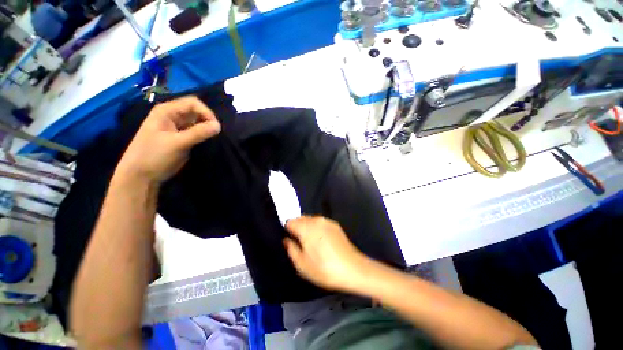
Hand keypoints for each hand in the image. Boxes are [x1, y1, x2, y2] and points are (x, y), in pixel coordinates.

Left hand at [116, 97, 220, 183]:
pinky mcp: (181, 138)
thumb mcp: (177, 143)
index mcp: (167, 111)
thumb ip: (199, 133)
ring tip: (213, 138)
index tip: (216, 127)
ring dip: (206, 129)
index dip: (206, 112)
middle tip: (215, 134)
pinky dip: (204, 135)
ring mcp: (177, 128)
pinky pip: (196, 132)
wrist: (141, 176)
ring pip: (197, 122)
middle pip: (196, 112)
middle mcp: (172, 116)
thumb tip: (219, 126)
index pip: (193, 103)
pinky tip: (207, 142)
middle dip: (208, 121)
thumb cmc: (154, 156)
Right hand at [284, 216, 369, 291]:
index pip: (290, 222)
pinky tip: (323, 242)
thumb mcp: (302, 265)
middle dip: (297, 228)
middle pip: (301, 218)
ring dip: (307, 227)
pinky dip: (317, 228)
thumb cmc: (324, 269)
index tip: (291, 240)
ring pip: (311, 220)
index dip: (288, 230)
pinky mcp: (335, 225)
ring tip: (312, 243)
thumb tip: (287, 240)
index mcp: (306, 228)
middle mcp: (316, 220)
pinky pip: (320, 223)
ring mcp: (327, 221)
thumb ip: (291, 249)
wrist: (353, 269)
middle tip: (300, 243)